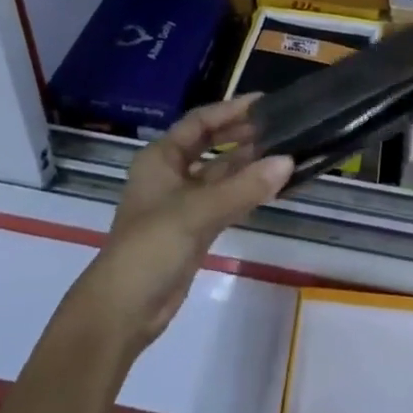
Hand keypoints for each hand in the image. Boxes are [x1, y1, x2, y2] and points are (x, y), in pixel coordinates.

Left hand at [69, 98, 291, 359]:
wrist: (124, 310)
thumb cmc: (152, 246)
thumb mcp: (198, 210)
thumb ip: (245, 186)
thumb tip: (289, 161)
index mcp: (161, 158)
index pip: (200, 122)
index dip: (230, 110)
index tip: (264, 102)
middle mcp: (170, 174)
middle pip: (210, 145)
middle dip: (242, 135)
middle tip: (280, 125)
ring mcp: (182, 203)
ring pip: (220, 174)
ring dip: (248, 164)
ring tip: (284, 151)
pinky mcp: (193, 229)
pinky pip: (225, 200)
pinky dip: (246, 192)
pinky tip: (271, 186)